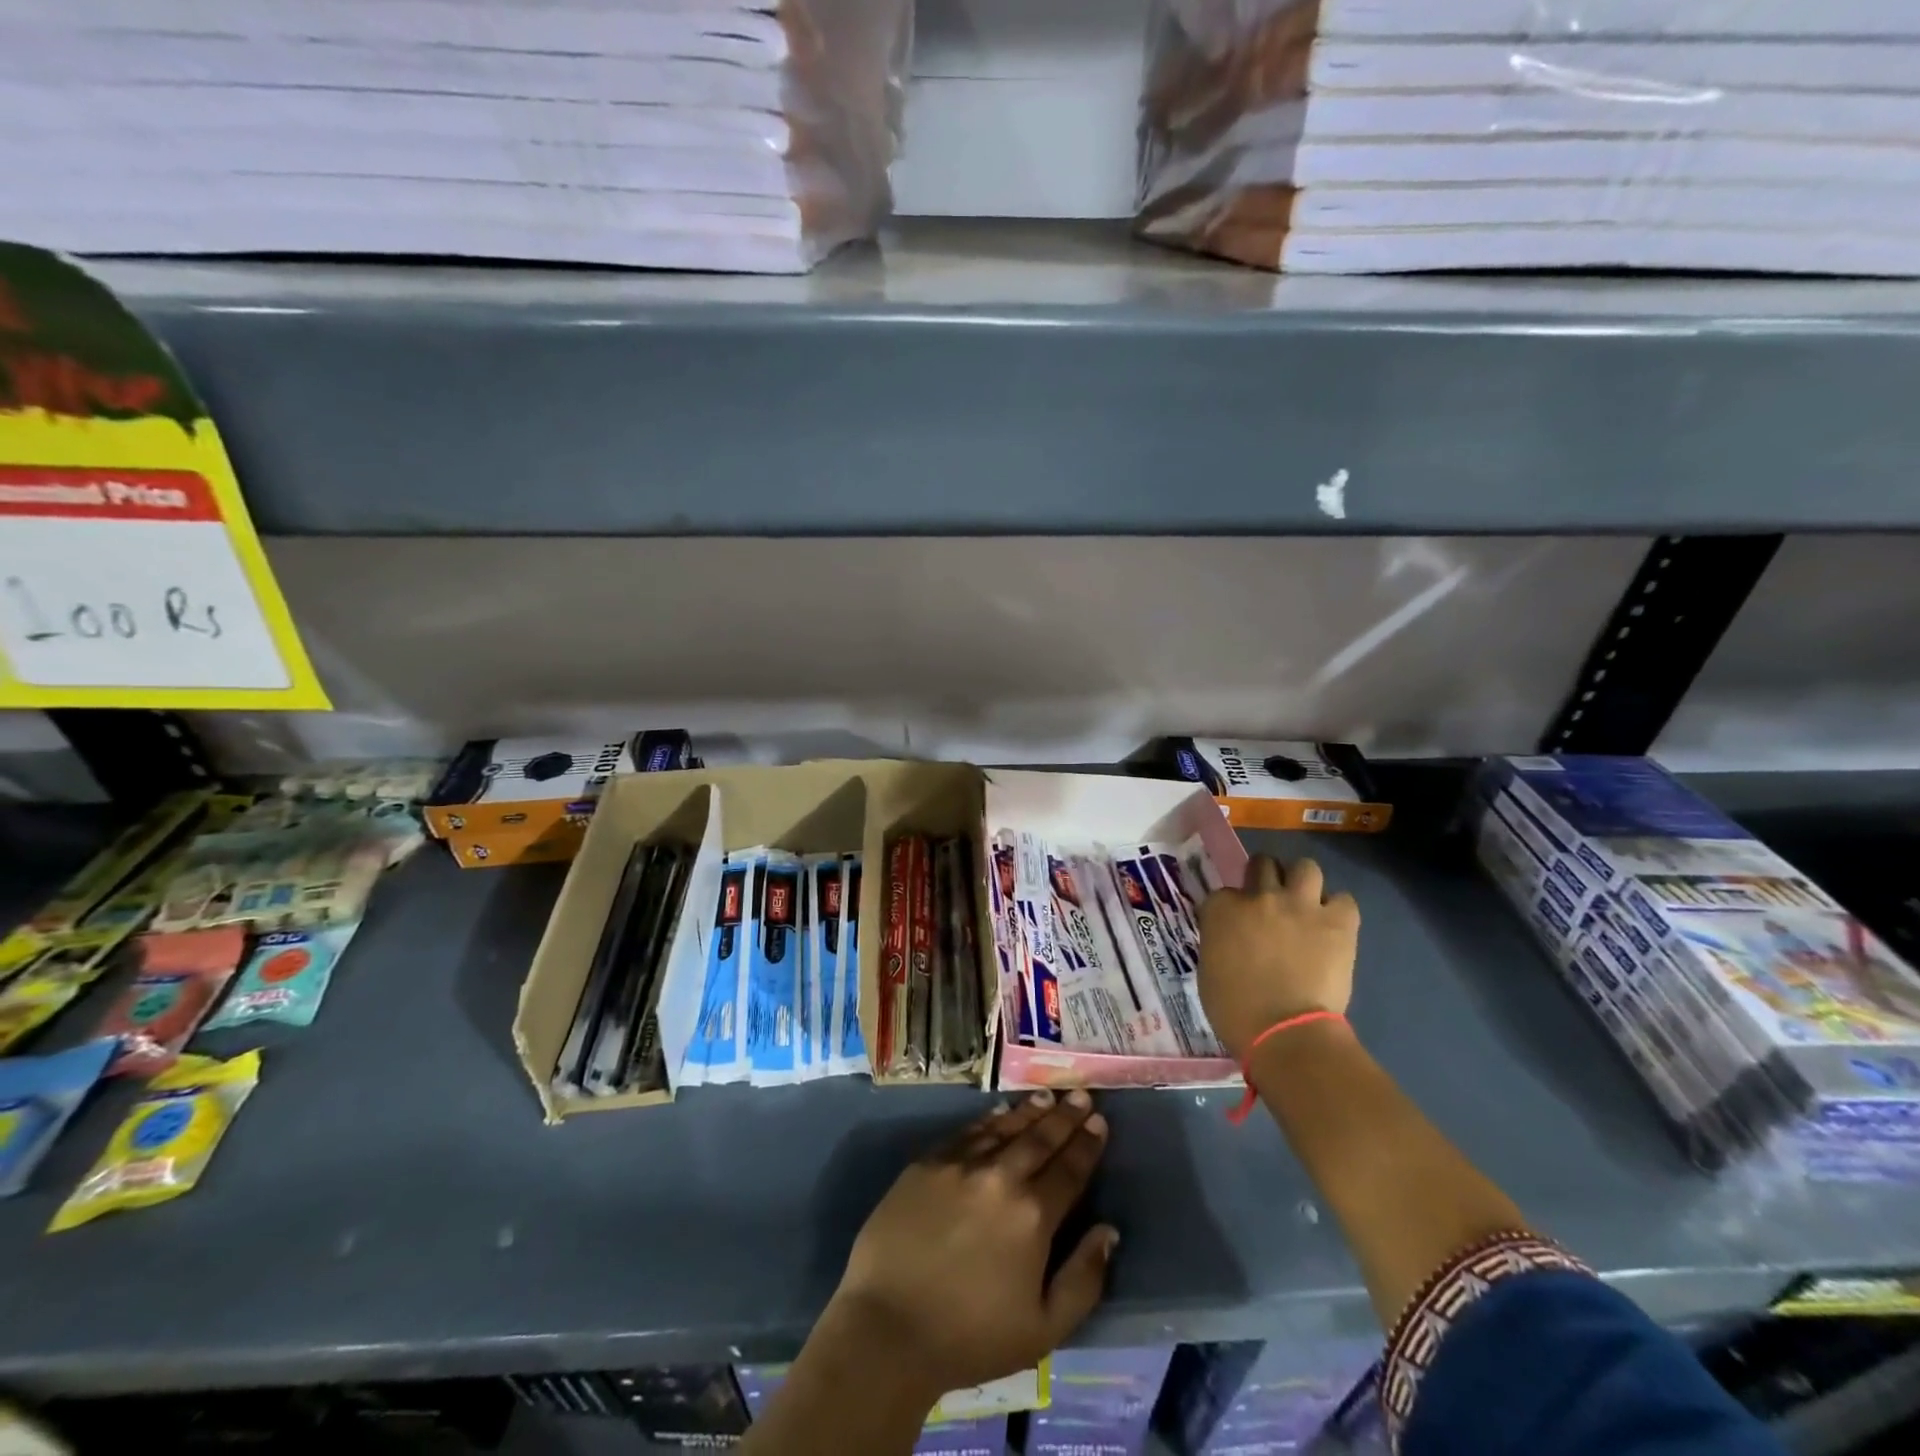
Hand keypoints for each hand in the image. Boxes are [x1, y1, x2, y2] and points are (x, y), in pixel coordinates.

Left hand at [825, 1090, 1117, 1399]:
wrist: (888, 1327)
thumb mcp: (1044, 1329)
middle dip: (1065, 1116)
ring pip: (1004, 1128)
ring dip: (1030, 1111)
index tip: (1100, 1122)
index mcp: (1032, 1216)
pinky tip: (999, 1112)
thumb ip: (1083, 1279)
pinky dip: (989, 1120)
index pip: (1069, 1170)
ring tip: (1048, 1096)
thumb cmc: (970, 1337)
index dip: (1086, 1144)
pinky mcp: (927, 1163)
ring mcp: (960, 1164)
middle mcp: (1000, 1177)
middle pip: (1040, 1139)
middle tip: (1082, 1095)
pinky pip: (967, 1133)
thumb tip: (1108, 1231)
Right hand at [1198, 855, 1358, 1057]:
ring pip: (1306, 867)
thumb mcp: (1208, 970)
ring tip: (1304, 903)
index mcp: (1222, 909)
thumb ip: (1218, 942)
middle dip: (1265, 876)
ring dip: (1303, 882)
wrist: (1286, 1032)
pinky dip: (1339, 910)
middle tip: (1270, 900)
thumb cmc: (1235, 1010)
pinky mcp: (1337, 922)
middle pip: (1262, 864)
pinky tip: (1333, 926)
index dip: (1230, 909)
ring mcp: (1300, 905)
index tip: (1234, 926)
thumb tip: (1230, 941)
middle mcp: (1260, 896)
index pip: (1223, 893)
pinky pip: (1344, 900)